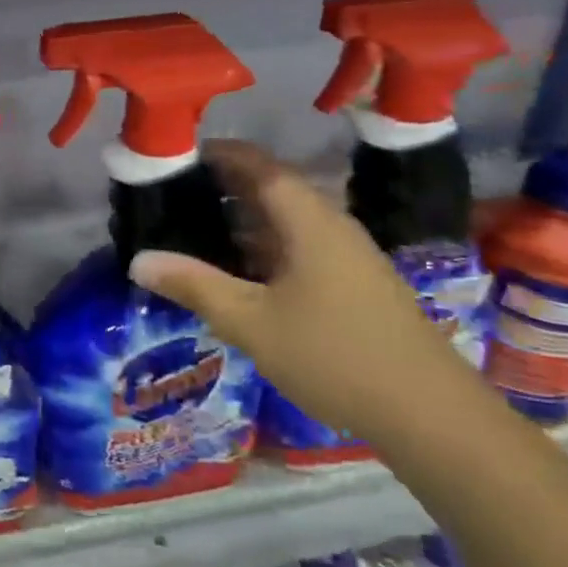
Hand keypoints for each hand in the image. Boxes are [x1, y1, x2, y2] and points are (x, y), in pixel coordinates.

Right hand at [127, 140, 478, 446]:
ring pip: (288, 221)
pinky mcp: (356, 282)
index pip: (259, 165)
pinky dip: (266, 245)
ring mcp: (348, 255)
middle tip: (177, 194)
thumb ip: (195, 286)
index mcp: (308, 220)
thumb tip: (138, 261)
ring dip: (246, 219)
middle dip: (226, 186)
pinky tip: (243, 271)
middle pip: (274, 189)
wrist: (428, 412)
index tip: (180, 154)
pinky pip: (302, 246)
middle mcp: (331, 225)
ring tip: (199, 228)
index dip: (220, 154)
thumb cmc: (333, 354)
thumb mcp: (251, 321)